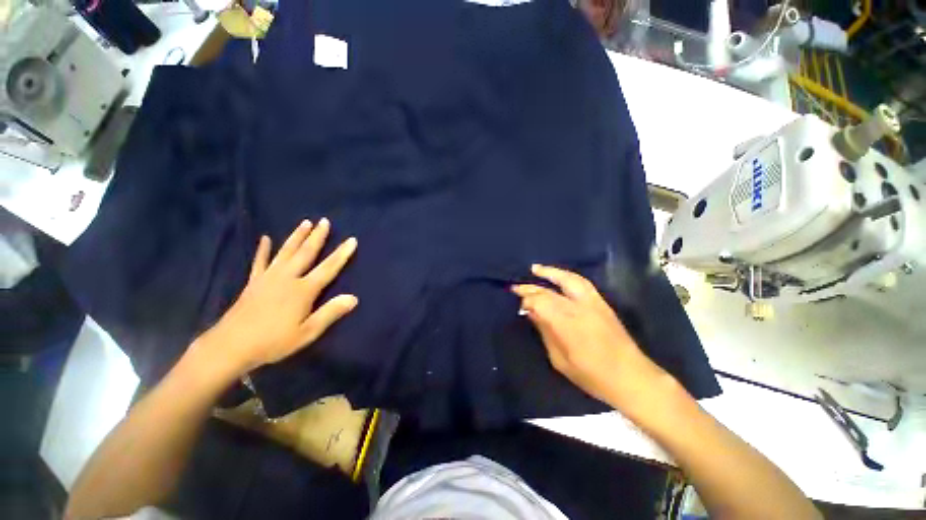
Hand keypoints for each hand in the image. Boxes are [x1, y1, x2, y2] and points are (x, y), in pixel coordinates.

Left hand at [195, 218, 357, 375]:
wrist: (230, 346)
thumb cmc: (273, 341)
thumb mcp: (307, 332)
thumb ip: (330, 313)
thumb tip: (354, 298)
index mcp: (303, 290)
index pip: (328, 268)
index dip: (342, 254)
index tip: (351, 240)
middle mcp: (287, 278)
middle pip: (306, 253)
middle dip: (317, 236)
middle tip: (324, 221)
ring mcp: (268, 278)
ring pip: (285, 252)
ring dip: (296, 236)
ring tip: (305, 222)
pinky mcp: (253, 282)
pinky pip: (260, 262)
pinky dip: (263, 250)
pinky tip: (265, 239)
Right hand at [512, 265, 666, 407]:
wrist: (632, 377)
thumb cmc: (592, 376)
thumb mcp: (560, 360)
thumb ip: (545, 332)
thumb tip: (531, 313)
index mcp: (567, 324)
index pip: (540, 302)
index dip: (526, 300)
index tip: (519, 305)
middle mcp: (579, 308)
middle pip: (550, 290)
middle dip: (531, 287)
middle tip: (516, 286)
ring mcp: (593, 302)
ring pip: (568, 279)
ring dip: (550, 272)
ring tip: (535, 269)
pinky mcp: (602, 303)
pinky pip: (581, 282)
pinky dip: (566, 276)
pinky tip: (558, 276)